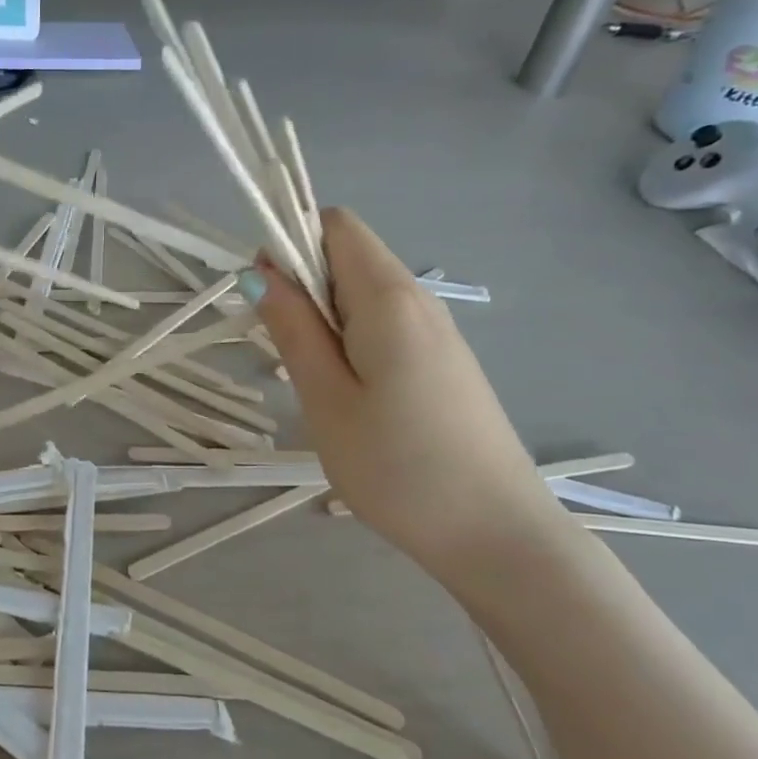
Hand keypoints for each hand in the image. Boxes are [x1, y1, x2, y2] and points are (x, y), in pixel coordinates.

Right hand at [251, 208, 566, 582]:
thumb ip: (293, 328)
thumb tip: (262, 271)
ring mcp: (438, 332)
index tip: (266, 298)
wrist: (495, 534)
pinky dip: (353, 342)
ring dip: (326, 320)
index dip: (291, 244)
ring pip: (365, 295)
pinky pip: (386, 326)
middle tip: (285, 354)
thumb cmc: (398, 467)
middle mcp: (419, 299)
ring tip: (315, 384)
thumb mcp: (326, 398)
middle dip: (304, 287)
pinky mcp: (445, 362)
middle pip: (349, 256)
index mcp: (389, 296)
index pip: (335, 224)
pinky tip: (351, 397)